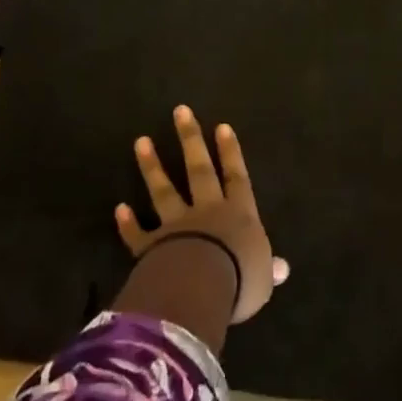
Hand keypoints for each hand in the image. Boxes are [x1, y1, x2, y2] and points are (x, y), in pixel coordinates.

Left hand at [116, 105, 290, 321]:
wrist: (200, 289)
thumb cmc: (240, 280)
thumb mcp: (263, 278)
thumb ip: (267, 268)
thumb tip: (282, 267)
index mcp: (238, 215)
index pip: (236, 177)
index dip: (230, 153)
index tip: (221, 126)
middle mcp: (206, 212)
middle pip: (199, 169)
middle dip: (191, 139)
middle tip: (180, 111)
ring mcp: (176, 226)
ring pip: (164, 191)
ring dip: (152, 167)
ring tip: (141, 141)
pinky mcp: (151, 247)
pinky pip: (138, 234)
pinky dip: (128, 223)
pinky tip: (119, 208)